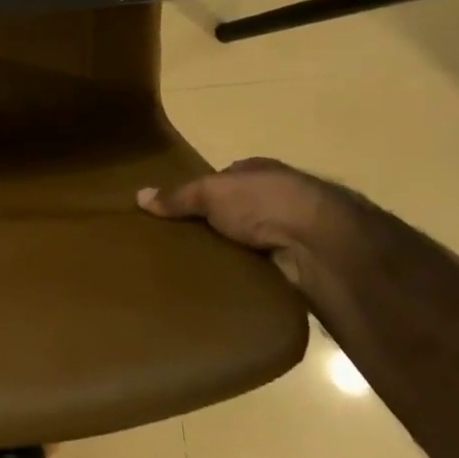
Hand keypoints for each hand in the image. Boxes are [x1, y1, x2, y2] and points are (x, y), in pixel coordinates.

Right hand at [137, 157, 355, 284]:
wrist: (320, 243)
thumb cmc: (262, 202)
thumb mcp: (209, 192)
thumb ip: (177, 196)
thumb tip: (138, 196)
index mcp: (259, 170)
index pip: (226, 178)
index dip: (204, 191)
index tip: (180, 211)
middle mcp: (280, 196)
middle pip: (240, 210)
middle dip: (219, 224)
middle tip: (185, 243)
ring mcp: (294, 230)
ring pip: (255, 240)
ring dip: (237, 253)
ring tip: (201, 269)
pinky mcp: (302, 263)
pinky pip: (266, 269)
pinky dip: (252, 275)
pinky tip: (230, 286)